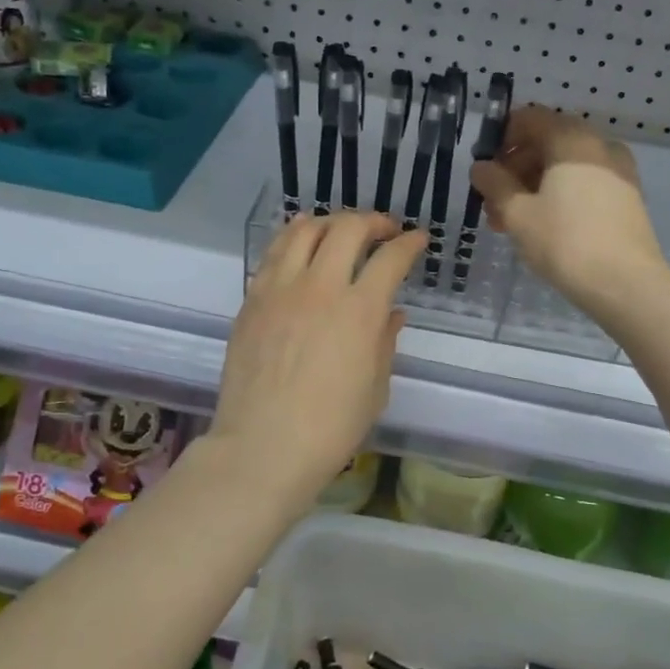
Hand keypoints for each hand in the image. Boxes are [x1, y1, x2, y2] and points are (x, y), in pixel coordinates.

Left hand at [212, 211, 426, 507]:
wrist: (263, 447)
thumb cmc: (330, 428)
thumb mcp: (375, 388)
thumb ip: (384, 341)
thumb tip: (391, 313)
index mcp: (359, 311)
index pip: (390, 258)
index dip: (409, 243)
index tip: (417, 239)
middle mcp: (320, 287)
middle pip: (347, 229)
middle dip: (373, 221)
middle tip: (384, 231)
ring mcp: (280, 289)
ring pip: (304, 229)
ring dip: (330, 222)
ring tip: (341, 231)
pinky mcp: (252, 299)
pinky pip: (274, 253)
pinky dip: (295, 239)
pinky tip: (302, 249)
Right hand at [469, 106, 667, 319]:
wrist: (625, 284)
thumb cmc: (564, 241)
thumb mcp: (517, 213)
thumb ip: (494, 184)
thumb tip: (481, 167)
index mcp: (572, 139)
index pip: (531, 118)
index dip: (502, 137)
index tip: (486, 167)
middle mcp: (599, 146)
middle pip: (549, 143)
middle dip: (516, 169)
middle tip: (494, 202)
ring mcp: (619, 172)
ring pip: (566, 167)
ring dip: (535, 186)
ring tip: (511, 221)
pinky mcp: (627, 199)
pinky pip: (586, 184)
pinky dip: (561, 196)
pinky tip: (543, 227)